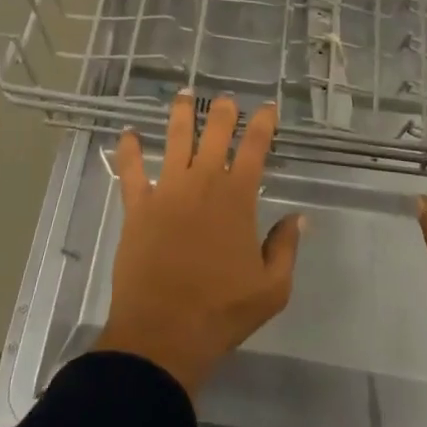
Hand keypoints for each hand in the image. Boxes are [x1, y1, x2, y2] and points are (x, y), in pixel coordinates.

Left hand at [93, 94, 304, 397]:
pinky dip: (129, 149)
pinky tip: (128, 133)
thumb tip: (298, 218)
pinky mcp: (137, 206)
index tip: (268, 107)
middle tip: (227, 99)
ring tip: (185, 94)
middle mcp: (202, 183)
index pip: (254, 148)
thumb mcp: (272, 289)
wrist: (164, 332)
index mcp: (237, 198)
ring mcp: (166, 190)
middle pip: (215, 133)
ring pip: (175, 139)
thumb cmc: (222, 311)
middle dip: (224, 111)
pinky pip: (131, 170)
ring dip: (181, 114)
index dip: (263, 123)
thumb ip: (285, 248)